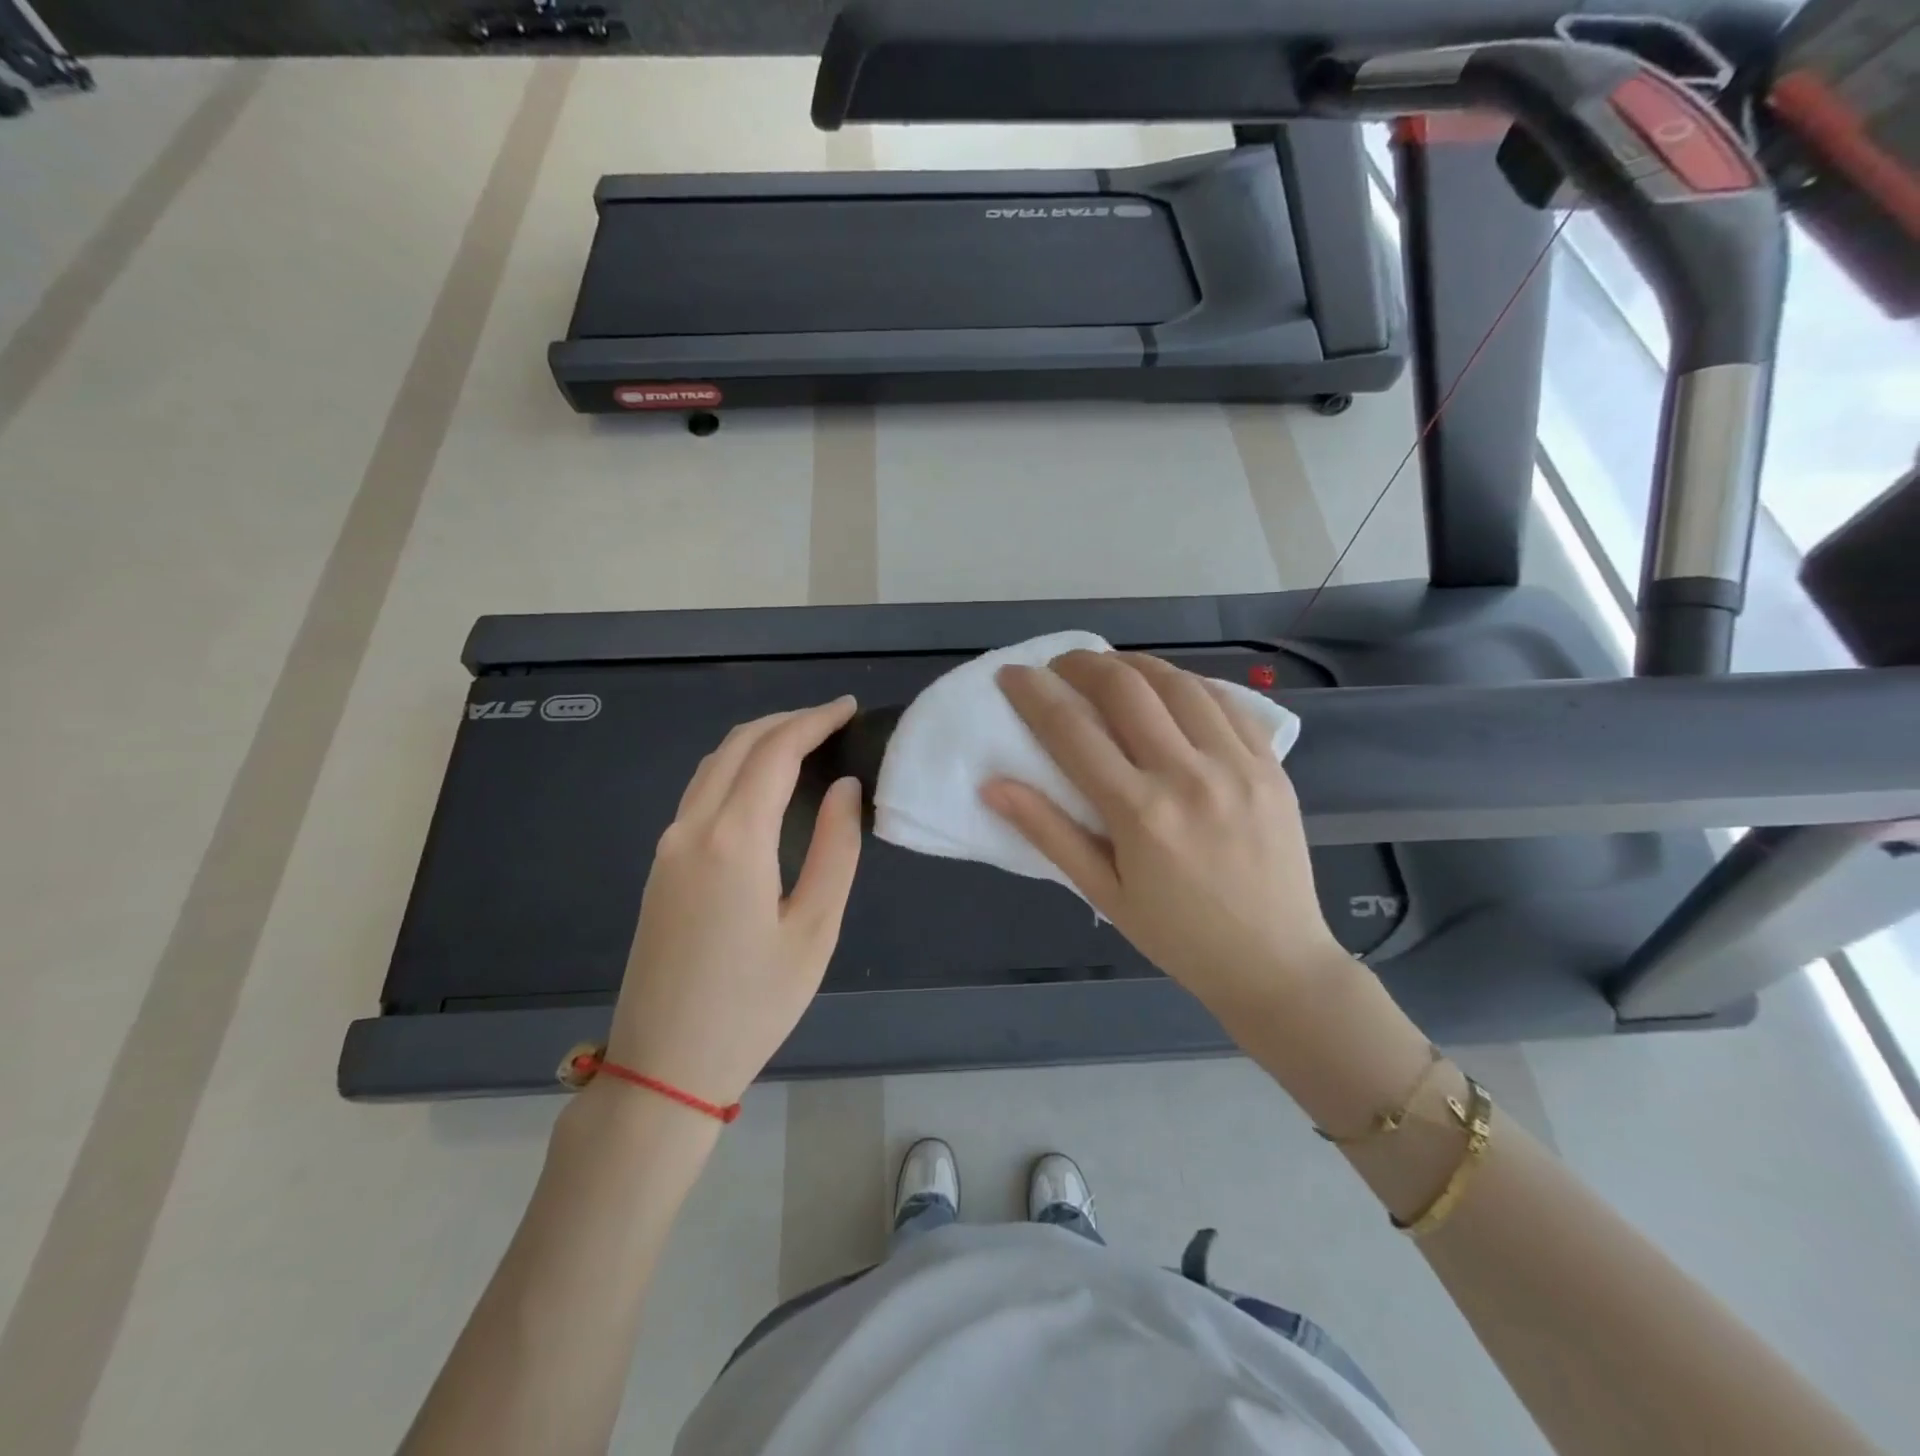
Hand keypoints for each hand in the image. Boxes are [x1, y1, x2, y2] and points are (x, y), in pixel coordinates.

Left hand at [607, 699, 862, 1104]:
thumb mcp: (814, 930)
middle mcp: (692, 829)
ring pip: (713, 765)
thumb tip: (846, 790)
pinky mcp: (660, 867)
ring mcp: (667, 847)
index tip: (847, 708)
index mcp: (734, 840)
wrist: (664, 1066)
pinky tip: (763, 784)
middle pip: (738, 745)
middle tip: (832, 719)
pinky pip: (699, 793)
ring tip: (804, 742)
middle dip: (786, 720)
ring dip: (759, 741)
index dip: (814, 721)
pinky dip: (736, 768)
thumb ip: (836, 851)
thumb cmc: (753, 1004)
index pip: (776, 752)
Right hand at [983, 652, 1349, 1031]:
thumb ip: (1048, 832)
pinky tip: (1168, 689)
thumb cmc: (1178, 936)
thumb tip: (993, 786)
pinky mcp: (1270, 764)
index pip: (1072, 730)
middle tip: (1058, 667)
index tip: (1012, 674)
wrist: (1275, 962)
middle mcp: (1189, 775)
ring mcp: (1237, 764)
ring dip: (1133, 664)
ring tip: (1109, 670)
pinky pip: (1225, 700)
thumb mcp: (1103, 893)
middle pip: (1125, 688)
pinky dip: (1187, 683)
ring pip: (1177, 682)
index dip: (1034, 693)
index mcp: (1140, 813)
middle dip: (1081, 663)